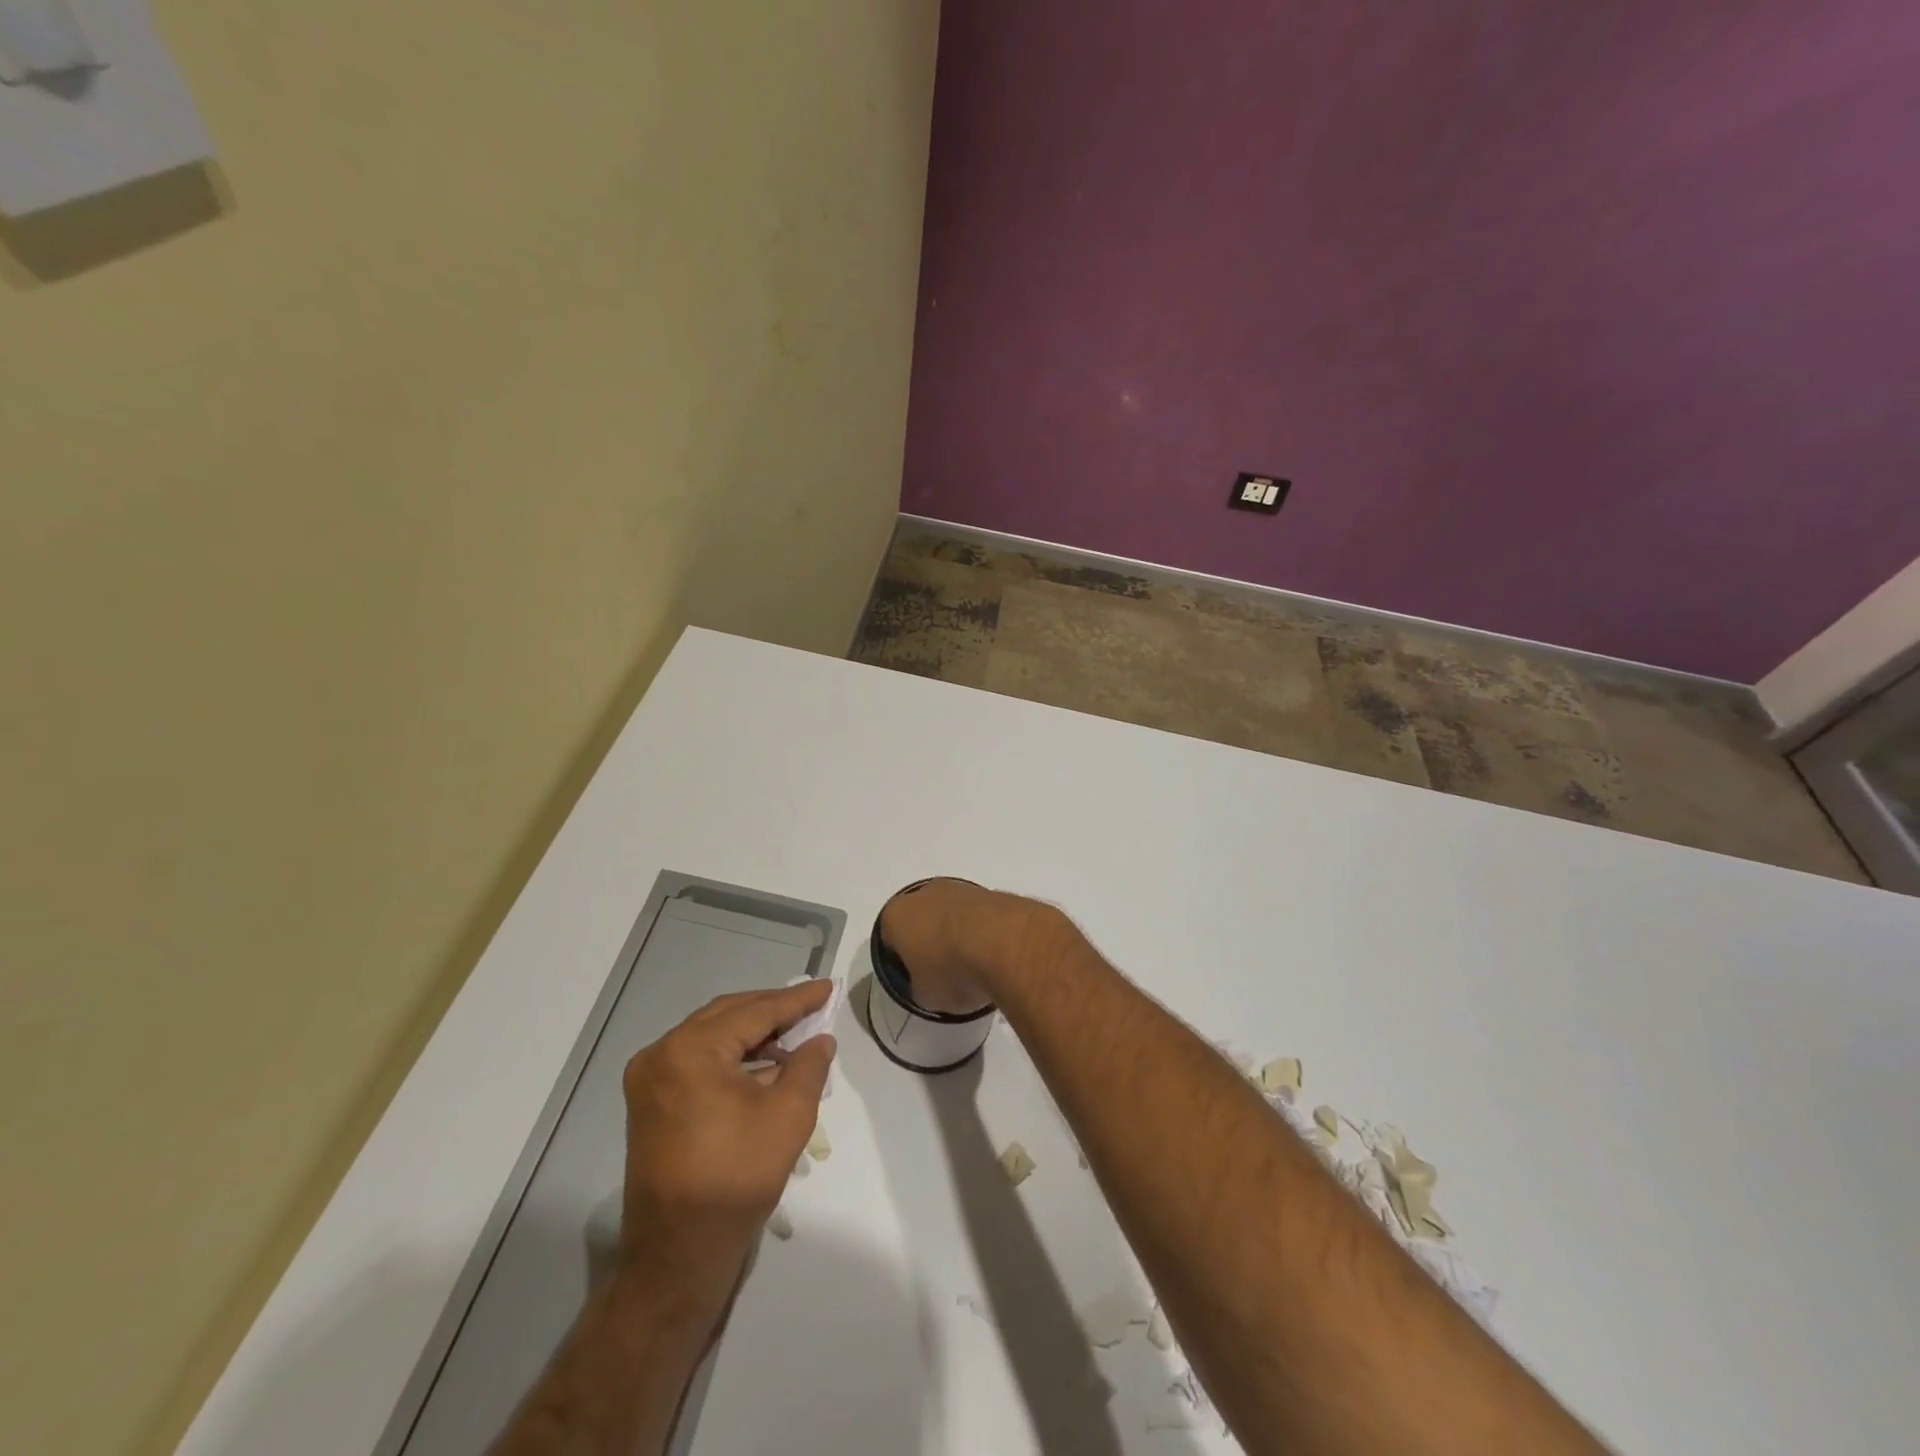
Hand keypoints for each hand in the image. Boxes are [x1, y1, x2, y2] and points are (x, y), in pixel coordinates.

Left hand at [619, 982, 834, 1312]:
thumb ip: (809, 1065)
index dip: (796, 1000)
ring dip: (752, 1033)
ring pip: (712, 1036)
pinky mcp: (650, 1101)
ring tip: (794, 1037)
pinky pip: (697, 1060)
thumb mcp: (788, 1115)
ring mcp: (649, 1078)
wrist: (678, 1253)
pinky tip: (763, 1065)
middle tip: (812, 1006)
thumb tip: (820, 1039)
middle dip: (773, 1010)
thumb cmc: (736, 1178)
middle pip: (729, 1015)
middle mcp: (661, 1053)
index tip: (826, 987)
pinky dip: (731, 1056)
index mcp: (690, 1050)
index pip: (755, 1011)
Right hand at [877, 878, 1056, 1013]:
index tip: (916, 981)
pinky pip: (978, 916)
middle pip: (920, 921)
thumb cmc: (951, 971)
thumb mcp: (925, 996)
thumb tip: (929, 984)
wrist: (1005, 944)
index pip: (889, 940)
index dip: (900, 963)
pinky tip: (993, 955)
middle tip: (944, 973)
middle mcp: (924, 893)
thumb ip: (919, 987)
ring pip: (950, 915)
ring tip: (974, 967)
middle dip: (929, 943)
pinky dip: (982, 931)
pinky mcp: (990, 891)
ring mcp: (959, 888)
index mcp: (896, 915)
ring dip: (957, 935)